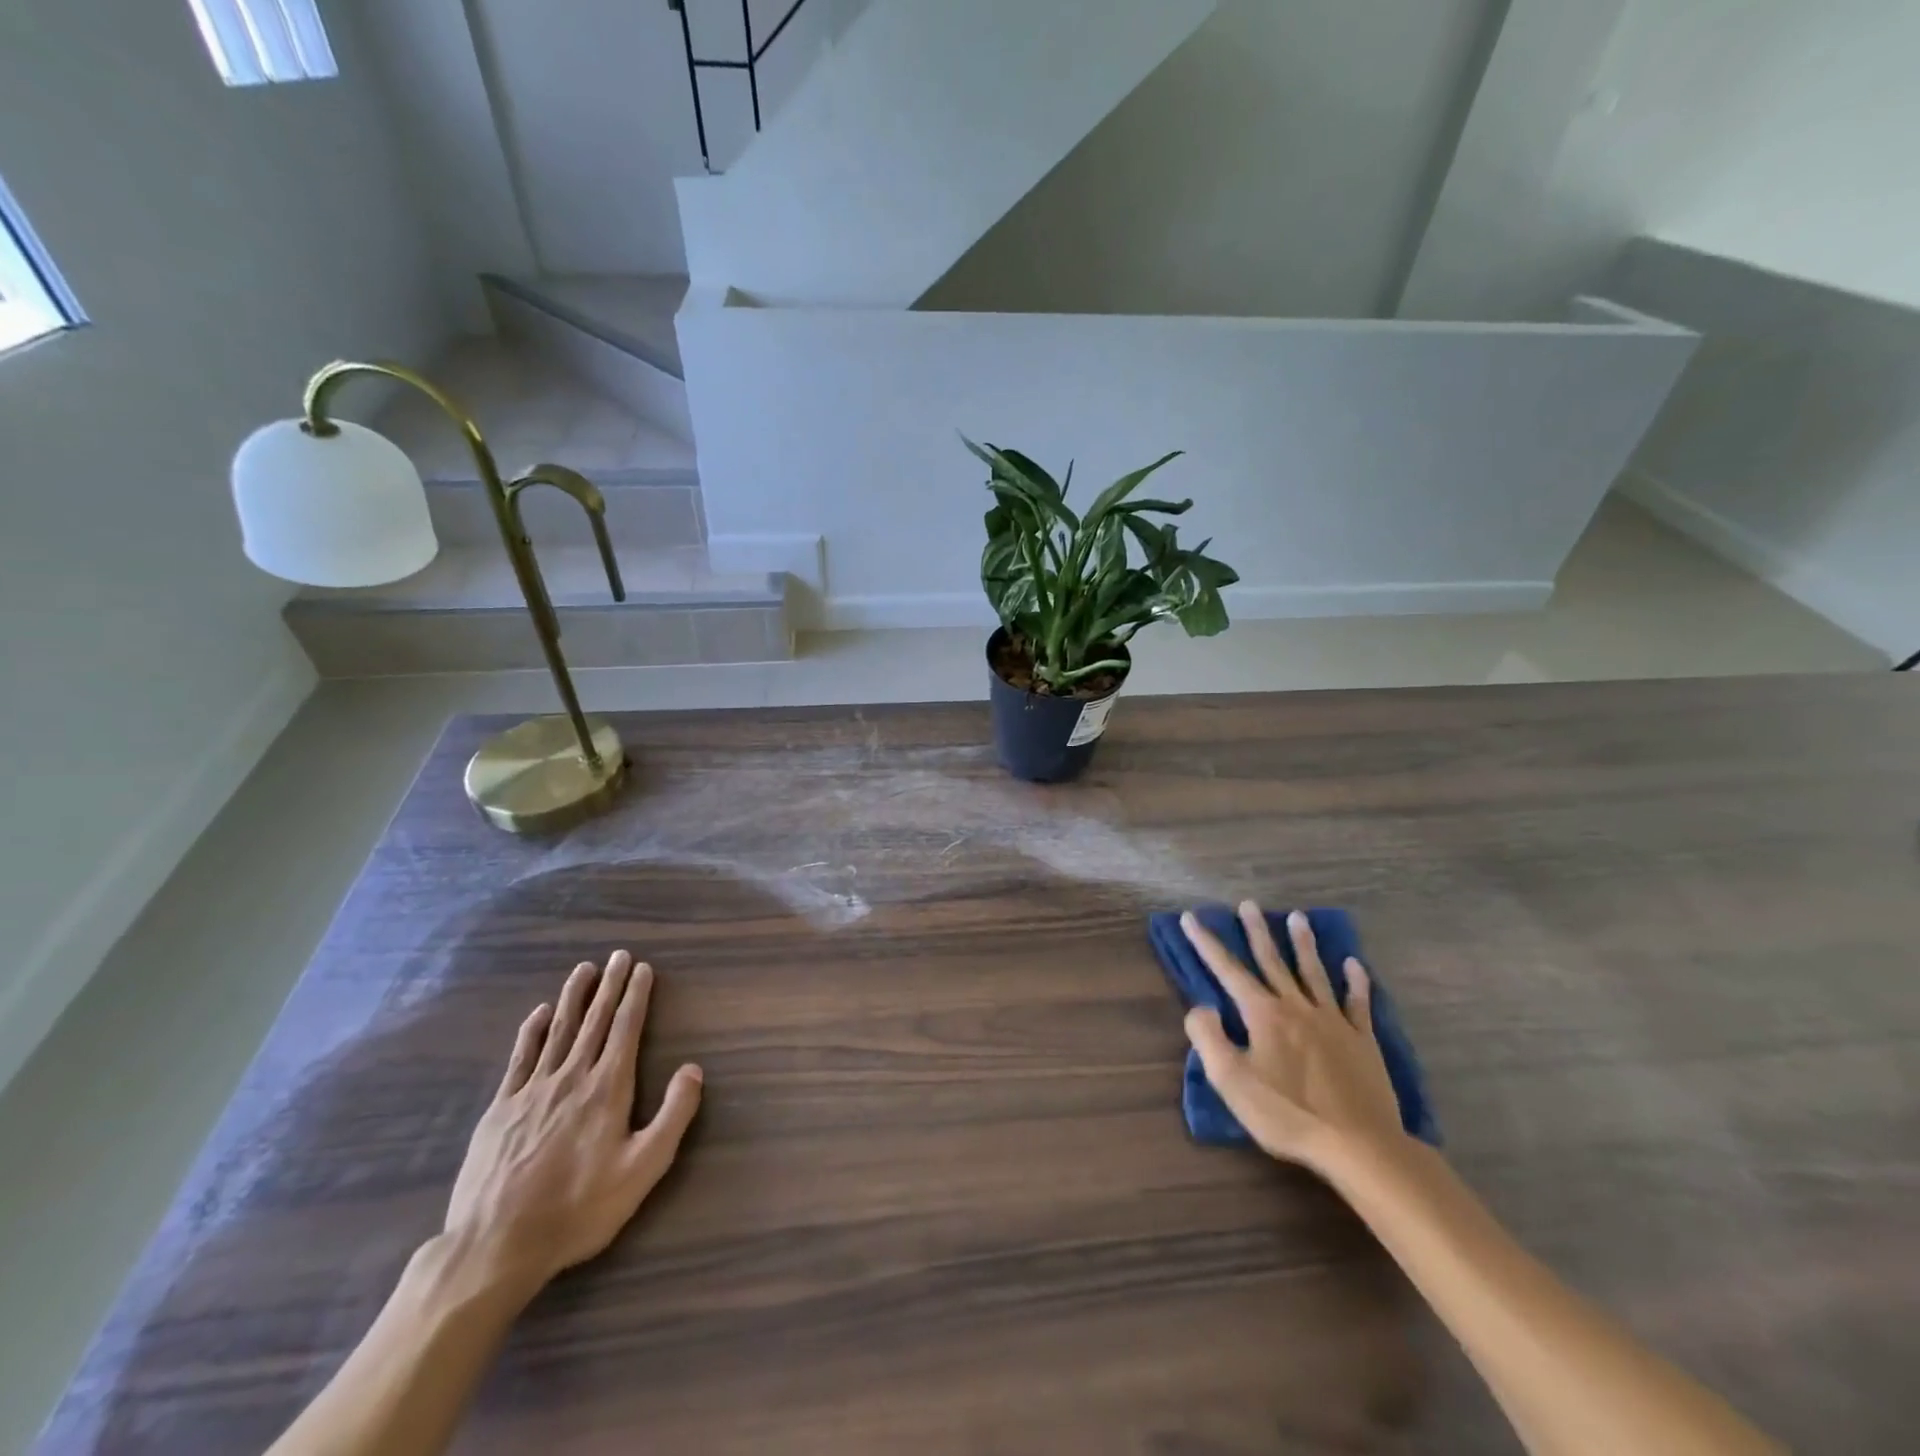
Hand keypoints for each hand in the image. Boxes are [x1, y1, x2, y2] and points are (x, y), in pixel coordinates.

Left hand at [443, 950, 702, 1297]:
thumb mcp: (643, 1169)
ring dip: (573, 998)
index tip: (642, 968)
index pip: (626, 1029)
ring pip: (558, 1031)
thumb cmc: (579, 1208)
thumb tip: (693, 1069)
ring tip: (584, 970)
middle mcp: (572, 1077)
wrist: (495, 1246)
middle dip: (610, 986)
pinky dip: (531, 1031)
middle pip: (594, 1021)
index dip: (636, 996)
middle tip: (618, 955)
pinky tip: (538, 1014)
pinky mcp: (501, 1109)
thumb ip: (673, 1116)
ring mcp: (532, 1090)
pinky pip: (520, 1058)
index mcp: (608, 1088)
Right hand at [1181, 904, 1406, 1175]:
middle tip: (1249, 904)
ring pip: (1314, 973)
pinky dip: (1356, 982)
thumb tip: (1199, 1007)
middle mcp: (1296, 1007)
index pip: (1228, 970)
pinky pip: (1358, 1003)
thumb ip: (1208, 1038)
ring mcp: (1333, 1021)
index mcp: (1263, 1015)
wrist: (1358, 1144)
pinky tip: (1354, 964)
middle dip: (1256, 931)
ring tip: (1297, 917)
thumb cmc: (1287, 1113)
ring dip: (1303, 944)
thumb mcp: (1231, 1081)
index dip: (1206, 943)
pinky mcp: (1362, 1041)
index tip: (1191, 917)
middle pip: (1273, 961)